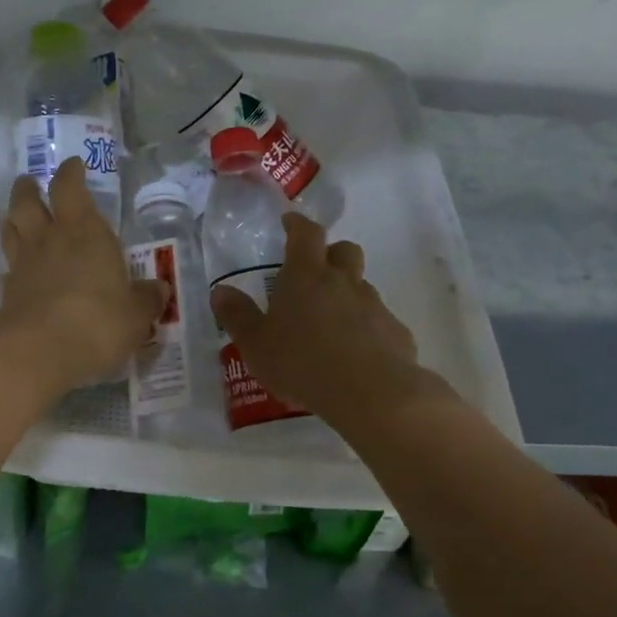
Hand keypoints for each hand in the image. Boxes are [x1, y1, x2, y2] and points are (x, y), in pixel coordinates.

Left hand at [0, 157, 166, 396]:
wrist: (39, 351)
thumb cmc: (98, 322)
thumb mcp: (136, 315)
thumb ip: (146, 299)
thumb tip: (159, 290)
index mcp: (85, 232)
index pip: (70, 188)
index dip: (70, 173)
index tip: (72, 165)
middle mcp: (50, 239)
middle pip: (28, 201)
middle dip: (30, 188)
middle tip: (31, 183)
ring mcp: (23, 265)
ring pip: (11, 229)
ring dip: (13, 217)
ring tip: (18, 216)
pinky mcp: (7, 293)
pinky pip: (8, 268)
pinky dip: (13, 264)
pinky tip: (19, 272)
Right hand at [210, 214, 447, 429]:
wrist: (370, 393)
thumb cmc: (301, 362)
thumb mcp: (256, 344)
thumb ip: (238, 316)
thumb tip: (221, 291)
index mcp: (306, 276)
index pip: (305, 234)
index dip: (297, 225)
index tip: (290, 223)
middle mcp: (344, 282)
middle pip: (344, 251)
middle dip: (331, 254)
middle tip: (314, 273)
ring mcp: (374, 306)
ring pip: (362, 287)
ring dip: (347, 295)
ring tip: (330, 324)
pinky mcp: (396, 332)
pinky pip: (379, 321)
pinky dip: (366, 329)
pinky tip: (355, 355)